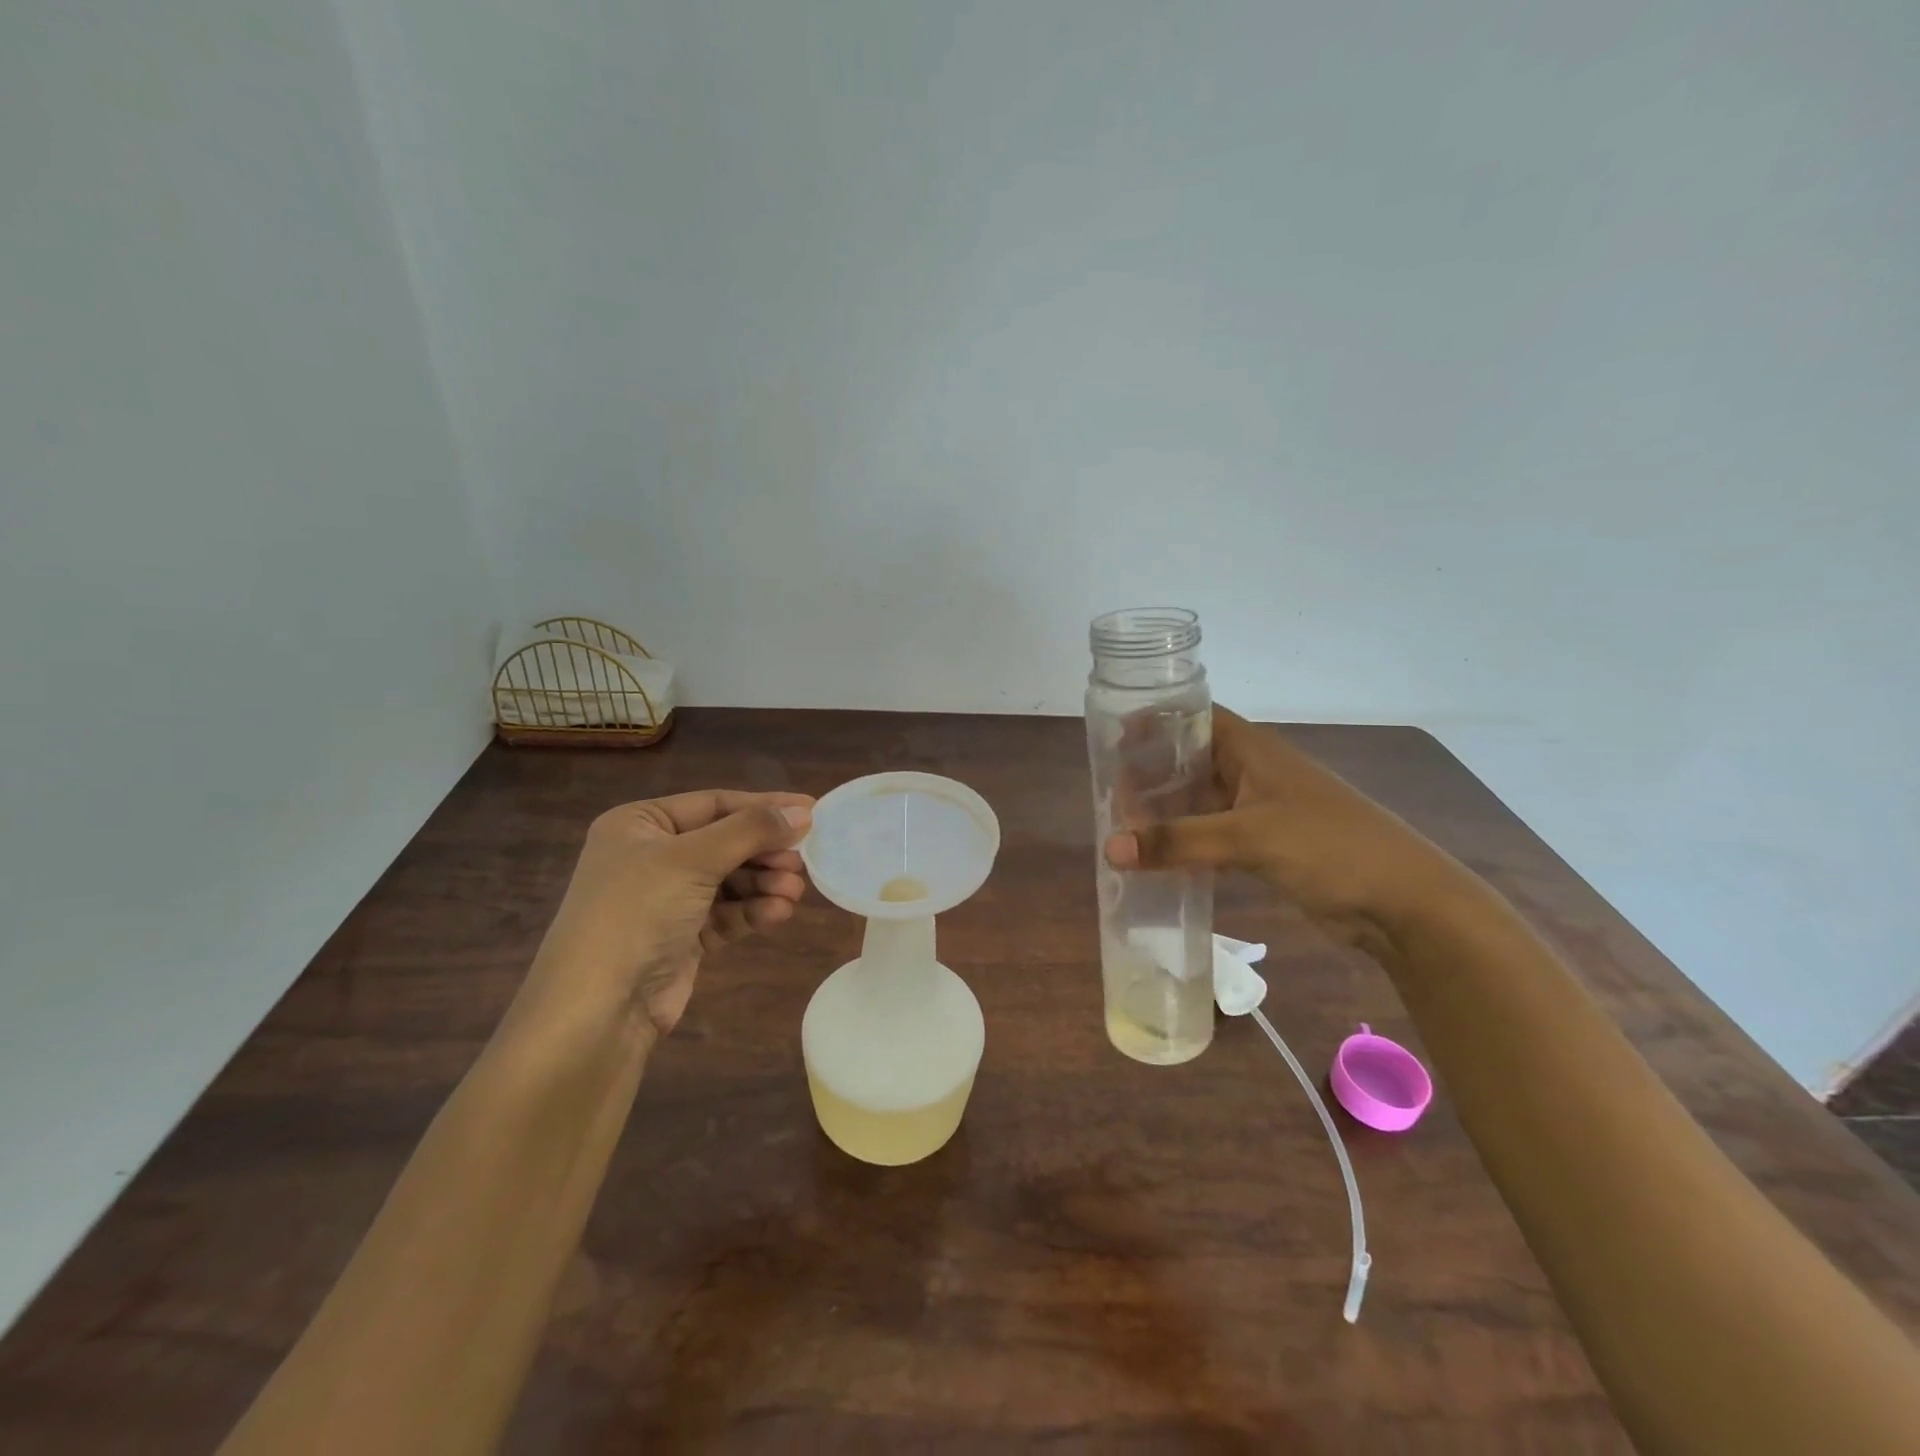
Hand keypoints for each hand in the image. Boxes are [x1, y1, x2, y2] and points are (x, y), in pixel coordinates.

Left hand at [523, 790, 813, 1041]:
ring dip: (764, 884)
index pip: (714, 804)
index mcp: (639, 824)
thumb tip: (803, 810)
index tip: (812, 810)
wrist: (597, 1010)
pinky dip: (752, 911)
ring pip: (731, 880)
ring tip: (794, 892)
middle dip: (765, 853)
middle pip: (726, 842)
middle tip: (803, 862)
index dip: (764, 806)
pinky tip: (778, 914)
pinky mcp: (682, 936)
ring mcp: (666, 899)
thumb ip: (751, 830)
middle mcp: (651, 856)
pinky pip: (727, 913)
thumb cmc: (637, 913)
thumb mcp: (693, 859)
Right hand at [1105, 706, 1460, 950]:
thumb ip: (1178, 841)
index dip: (1155, 722)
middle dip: (1150, 774)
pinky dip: (1185, 843)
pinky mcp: (1264, 845)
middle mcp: (1252, 772)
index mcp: (1252, 750)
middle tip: (1107, 794)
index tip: (1112, 739)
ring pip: (1199, 801)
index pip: (1194, 718)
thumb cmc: (1328, 847)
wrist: (1402, 902)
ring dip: (1165, 812)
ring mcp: (1259, 810)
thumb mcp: (1248, 837)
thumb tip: (1109, 849)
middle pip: (1190, 760)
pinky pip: (1212, 835)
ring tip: (1121, 826)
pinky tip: (1156, 859)